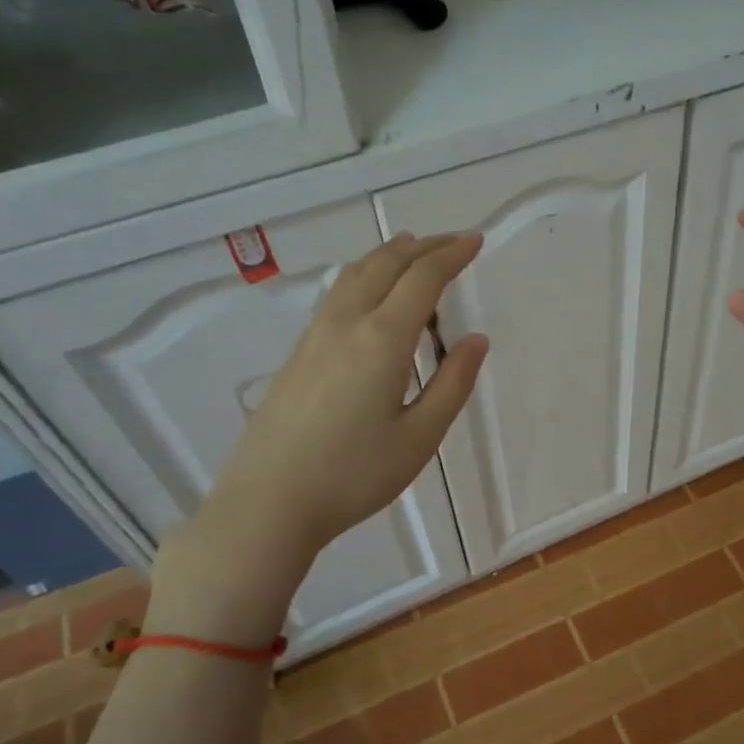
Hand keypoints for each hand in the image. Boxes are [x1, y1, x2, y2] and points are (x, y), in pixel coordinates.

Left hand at [149, 233, 488, 643]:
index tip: (474, 241)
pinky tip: (369, 295)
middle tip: (451, 243)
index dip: (451, 254)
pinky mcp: (297, 354)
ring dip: (388, 256)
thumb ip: (452, 384)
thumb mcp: (419, 437)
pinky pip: (337, 295)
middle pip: (384, 264)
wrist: (267, 502)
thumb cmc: (353, 475)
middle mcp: (346, 324)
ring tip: (410, 251)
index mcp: (381, 340)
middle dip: (422, 247)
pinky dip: (364, 277)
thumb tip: (475, 341)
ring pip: (354, 275)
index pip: (422, 278)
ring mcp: (314, 336)